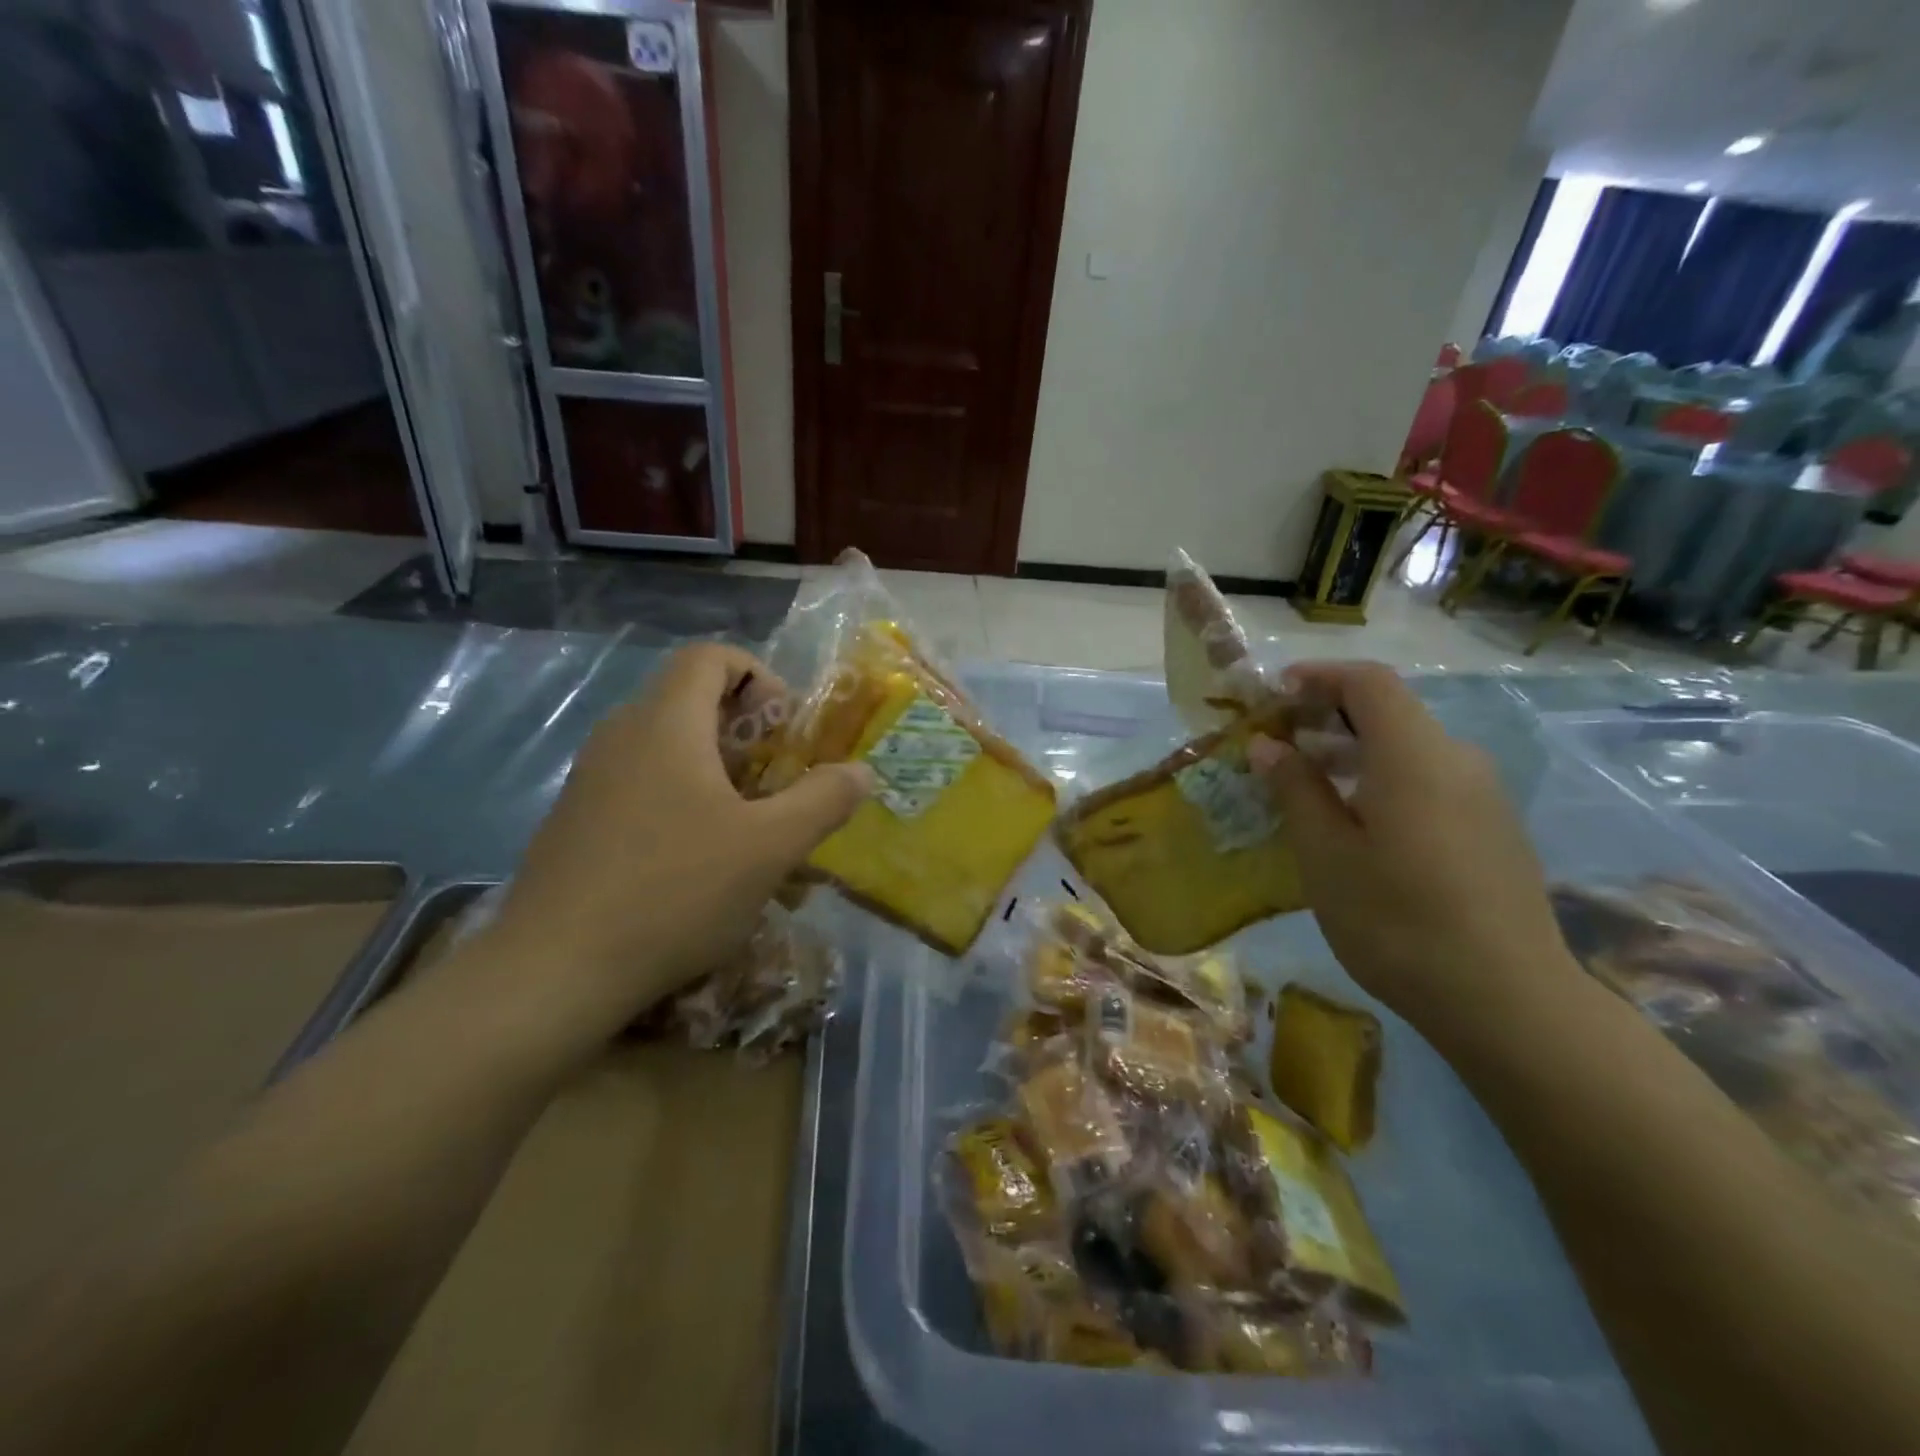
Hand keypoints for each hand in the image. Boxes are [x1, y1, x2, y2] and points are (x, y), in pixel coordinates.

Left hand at [483, 644, 871, 1052]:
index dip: (759, 676)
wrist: (554, 972)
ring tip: (748, 827)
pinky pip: (641, 786)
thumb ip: (822, 800)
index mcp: (665, 723)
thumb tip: (860, 771)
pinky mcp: (576, 821)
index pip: (710, 656)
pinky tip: (699, 863)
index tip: (785, 730)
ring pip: (667, 748)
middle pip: (691, 700)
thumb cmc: (674, 891)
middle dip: (747, 732)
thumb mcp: (770, 847)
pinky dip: (681, 801)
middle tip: (778, 783)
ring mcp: (591, 779)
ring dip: (717, 771)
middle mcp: (621, 736)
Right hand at [1250, 661, 1579, 1036]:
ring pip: (1410, 748)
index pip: (1368, 682)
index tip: (1273, 694)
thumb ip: (1295, 788)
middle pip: (1391, 712)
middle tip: (1279, 743)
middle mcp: (1457, 760)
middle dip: (1328, 715)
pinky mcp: (1493, 828)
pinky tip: (1357, 823)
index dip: (1318, 676)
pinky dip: (1384, 778)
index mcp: (1414, 755)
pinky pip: (1430, 779)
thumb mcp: (1325, 853)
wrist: (1507, 1000)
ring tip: (1307, 784)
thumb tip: (1268, 744)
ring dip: (1354, 750)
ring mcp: (1483, 795)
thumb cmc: (1396, 920)